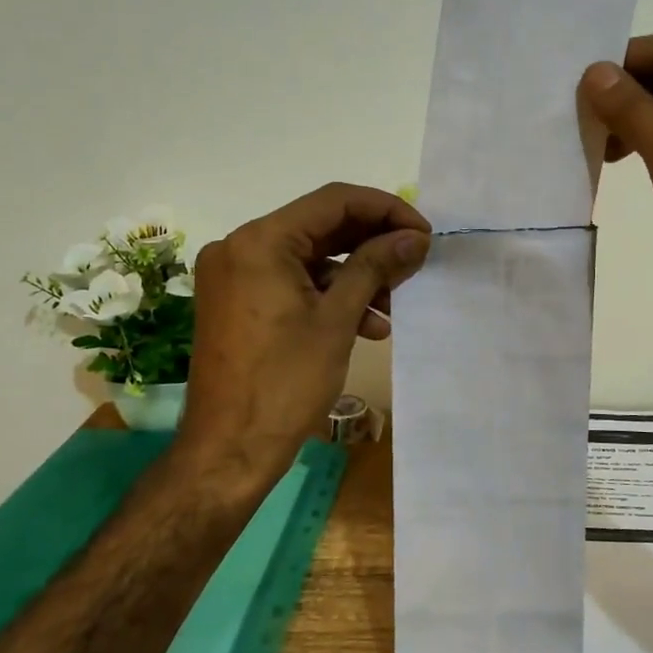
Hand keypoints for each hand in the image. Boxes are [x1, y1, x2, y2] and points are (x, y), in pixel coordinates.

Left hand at [174, 183, 430, 487]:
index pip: (334, 201)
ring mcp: (235, 275)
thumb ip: (375, 266)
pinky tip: (366, 324)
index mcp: (259, 241)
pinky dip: (329, 296)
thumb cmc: (285, 383)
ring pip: (310, 258)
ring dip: (355, 276)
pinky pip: (292, 283)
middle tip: (415, 262)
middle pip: (321, 227)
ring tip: (393, 305)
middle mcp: (240, 247)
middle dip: (372, 244)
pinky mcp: (238, 302)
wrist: (228, 450)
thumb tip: (414, 236)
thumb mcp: (337, 320)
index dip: (386, 210)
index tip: (423, 233)